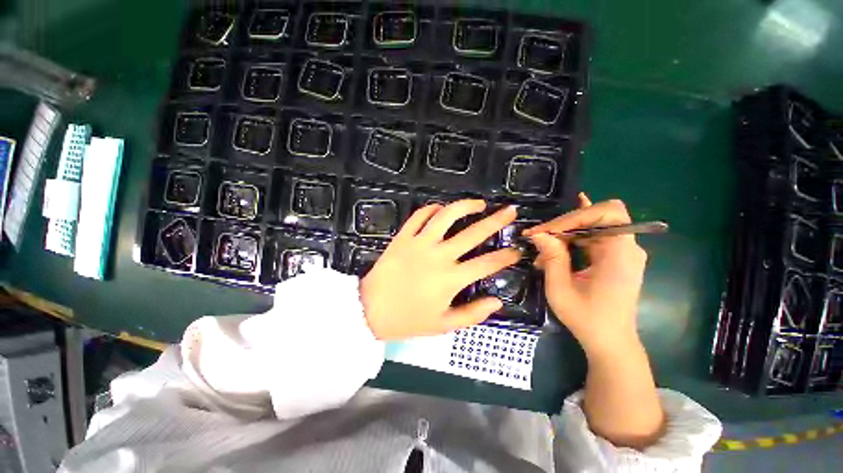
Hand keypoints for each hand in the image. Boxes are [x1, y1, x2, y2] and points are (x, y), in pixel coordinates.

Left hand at [361, 200, 519, 339]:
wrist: (370, 310)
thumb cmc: (408, 320)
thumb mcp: (443, 325)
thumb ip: (473, 314)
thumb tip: (497, 302)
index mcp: (451, 279)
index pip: (487, 263)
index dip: (506, 256)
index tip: (517, 250)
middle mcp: (439, 255)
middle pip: (473, 233)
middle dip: (496, 221)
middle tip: (510, 211)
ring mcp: (420, 243)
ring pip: (446, 215)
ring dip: (465, 206)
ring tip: (479, 203)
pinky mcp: (403, 237)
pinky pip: (420, 216)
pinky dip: (433, 209)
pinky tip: (442, 209)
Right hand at [523, 196, 646, 355]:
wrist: (609, 342)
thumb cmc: (586, 318)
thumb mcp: (561, 289)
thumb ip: (552, 257)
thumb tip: (538, 233)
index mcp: (621, 254)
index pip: (606, 213)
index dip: (576, 216)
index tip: (548, 231)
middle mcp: (628, 248)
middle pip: (599, 216)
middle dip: (567, 221)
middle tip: (540, 234)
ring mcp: (623, 252)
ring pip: (595, 225)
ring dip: (567, 230)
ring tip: (542, 242)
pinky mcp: (616, 258)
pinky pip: (596, 236)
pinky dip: (577, 232)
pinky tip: (564, 226)